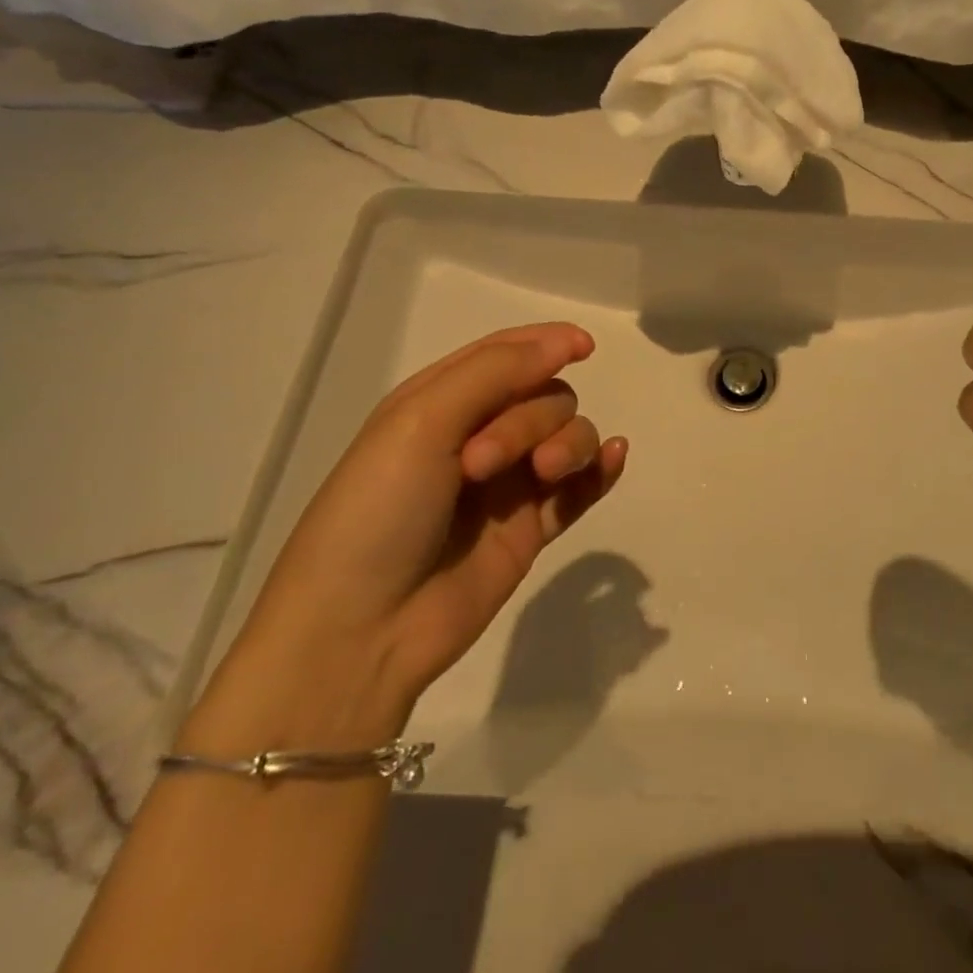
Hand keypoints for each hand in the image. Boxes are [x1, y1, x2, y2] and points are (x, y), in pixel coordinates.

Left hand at [184, 324, 627, 751]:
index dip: (547, 342)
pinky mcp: (530, 529)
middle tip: (483, 463)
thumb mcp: (421, 421)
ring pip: (569, 437)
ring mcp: (508, 485)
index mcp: (441, 403)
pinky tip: (613, 458)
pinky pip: (580, 489)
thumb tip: (565, 340)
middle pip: (544, 398)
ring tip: (545, 475)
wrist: (360, 631)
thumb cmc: (377, 510)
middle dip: (531, 418)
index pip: (505, 354)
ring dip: (568, 444)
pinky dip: (600, 471)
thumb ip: (496, 372)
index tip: (584, 346)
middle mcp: (478, 435)